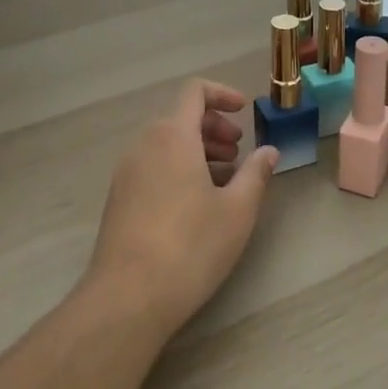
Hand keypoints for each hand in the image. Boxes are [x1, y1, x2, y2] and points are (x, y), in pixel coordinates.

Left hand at [85, 79, 279, 337]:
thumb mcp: (237, 210)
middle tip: (239, 153)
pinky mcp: (118, 197)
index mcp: (173, 136)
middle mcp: (144, 144)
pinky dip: (177, 168)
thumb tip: (269, 151)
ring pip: (166, 143)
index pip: (195, 92)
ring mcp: (126, 171)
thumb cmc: (191, 246)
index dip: (222, 94)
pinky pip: (152, 165)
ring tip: (224, 182)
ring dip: (197, 150)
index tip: (244, 112)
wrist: (129, 296)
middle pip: (181, 117)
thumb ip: (256, 174)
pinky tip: (196, 204)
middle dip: (214, 128)